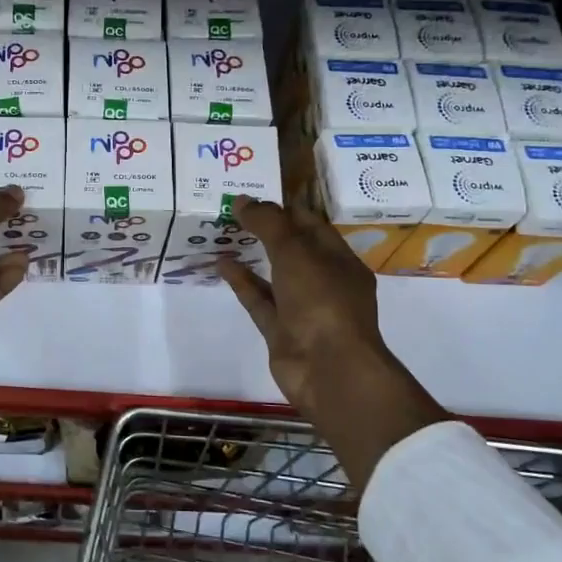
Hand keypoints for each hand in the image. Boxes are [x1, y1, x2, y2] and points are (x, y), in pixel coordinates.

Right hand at [217, 199, 444, 493]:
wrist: (328, 369)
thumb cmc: (321, 301)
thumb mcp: (295, 252)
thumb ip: (268, 223)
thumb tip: (241, 200)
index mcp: (339, 259)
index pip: (311, 224)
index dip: (284, 207)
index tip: (253, 192)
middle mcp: (324, 281)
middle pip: (293, 248)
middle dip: (266, 229)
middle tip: (232, 209)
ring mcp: (302, 308)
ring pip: (274, 274)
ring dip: (252, 254)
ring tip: (223, 232)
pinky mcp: (281, 330)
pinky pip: (259, 299)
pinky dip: (242, 281)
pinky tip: (221, 262)